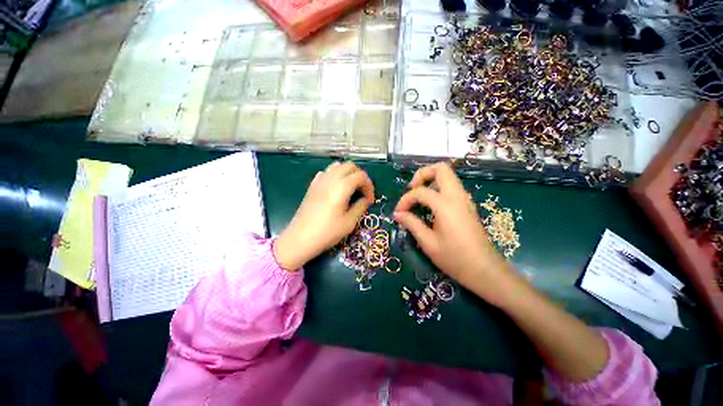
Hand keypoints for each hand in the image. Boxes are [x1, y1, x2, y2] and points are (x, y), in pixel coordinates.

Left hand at [275, 162, 374, 270]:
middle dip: (360, 176)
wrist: (300, 238)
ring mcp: (319, 180)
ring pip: (338, 166)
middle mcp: (330, 179)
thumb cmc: (327, 232)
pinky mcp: (312, 185)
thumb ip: (360, 206)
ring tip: (351, 188)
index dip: (369, 186)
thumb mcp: (349, 222)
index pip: (361, 176)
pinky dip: (336, 175)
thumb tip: (365, 199)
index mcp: (341, 187)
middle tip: (363, 192)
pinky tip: (336, 189)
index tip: (370, 200)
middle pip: (350, 166)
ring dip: (348, 173)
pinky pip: (327, 172)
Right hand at [393, 163, 517, 305]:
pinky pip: (452, 187)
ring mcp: (465, 199)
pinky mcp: (467, 205)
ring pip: (448, 176)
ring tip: (419, 196)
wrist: (485, 271)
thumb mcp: (428, 242)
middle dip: (423, 174)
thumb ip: (411, 223)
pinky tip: (430, 204)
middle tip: (412, 189)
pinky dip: (438, 188)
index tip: (398, 213)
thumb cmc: (455, 259)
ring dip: (431, 180)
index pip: (420, 192)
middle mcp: (457, 196)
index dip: (405, 200)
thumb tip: (397, 214)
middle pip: (441, 169)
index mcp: (446, 205)